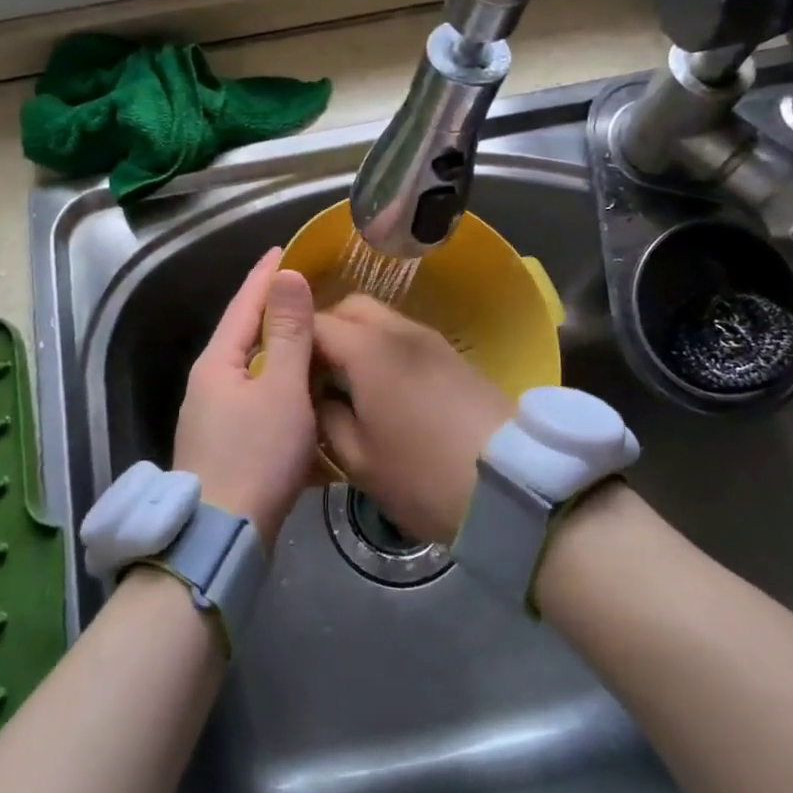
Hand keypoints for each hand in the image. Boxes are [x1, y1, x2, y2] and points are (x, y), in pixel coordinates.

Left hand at [172, 248, 317, 543]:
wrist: (222, 538)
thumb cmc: (256, 455)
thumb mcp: (281, 388)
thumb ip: (288, 332)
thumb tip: (286, 276)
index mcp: (218, 362)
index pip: (244, 303)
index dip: (266, 275)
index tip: (284, 248)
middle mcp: (209, 383)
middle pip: (246, 335)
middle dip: (274, 311)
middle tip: (308, 290)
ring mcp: (214, 416)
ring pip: (253, 371)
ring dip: (281, 352)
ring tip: (313, 338)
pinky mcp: (226, 445)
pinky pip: (258, 402)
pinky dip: (282, 389)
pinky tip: (303, 394)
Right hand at [313, 296, 514, 544]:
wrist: (515, 485)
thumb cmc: (423, 476)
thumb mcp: (358, 459)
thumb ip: (325, 418)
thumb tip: (315, 396)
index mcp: (367, 349)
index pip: (313, 323)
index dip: (289, 340)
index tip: (277, 368)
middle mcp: (398, 330)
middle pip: (349, 307)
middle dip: (324, 330)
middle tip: (313, 373)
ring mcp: (430, 339)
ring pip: (379, 319)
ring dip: (355, 338)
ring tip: (347, 382)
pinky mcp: (452, 355)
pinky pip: (403, 336)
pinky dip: (383, 348)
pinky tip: (383, 388)